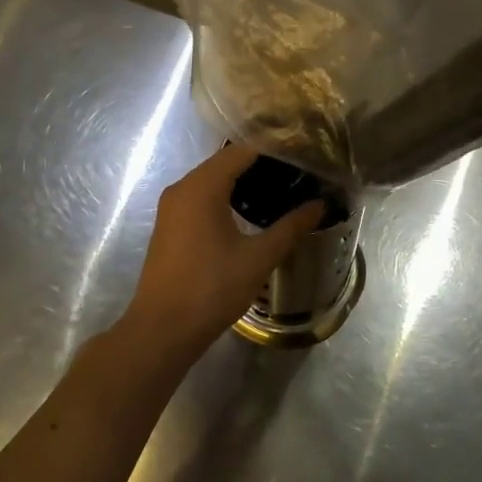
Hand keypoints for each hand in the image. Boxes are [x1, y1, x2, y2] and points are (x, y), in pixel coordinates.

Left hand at [120, 144, 324, 360]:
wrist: (162, 331)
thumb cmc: (211, 288)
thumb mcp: (259, 257)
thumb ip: (291, 227)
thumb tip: (320, 205)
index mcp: (202, 186)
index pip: (243, 150)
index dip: (275, 149)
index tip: (305, 155)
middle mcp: (183, 187)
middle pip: (227, 161)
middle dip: (262, 164)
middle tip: (299, 172)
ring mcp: (173, 207)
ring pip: (213, 180)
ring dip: (244, 181)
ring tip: (282, 189)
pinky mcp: (171, 225)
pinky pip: (202, 197)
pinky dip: (227, 196)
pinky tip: (251, 212)